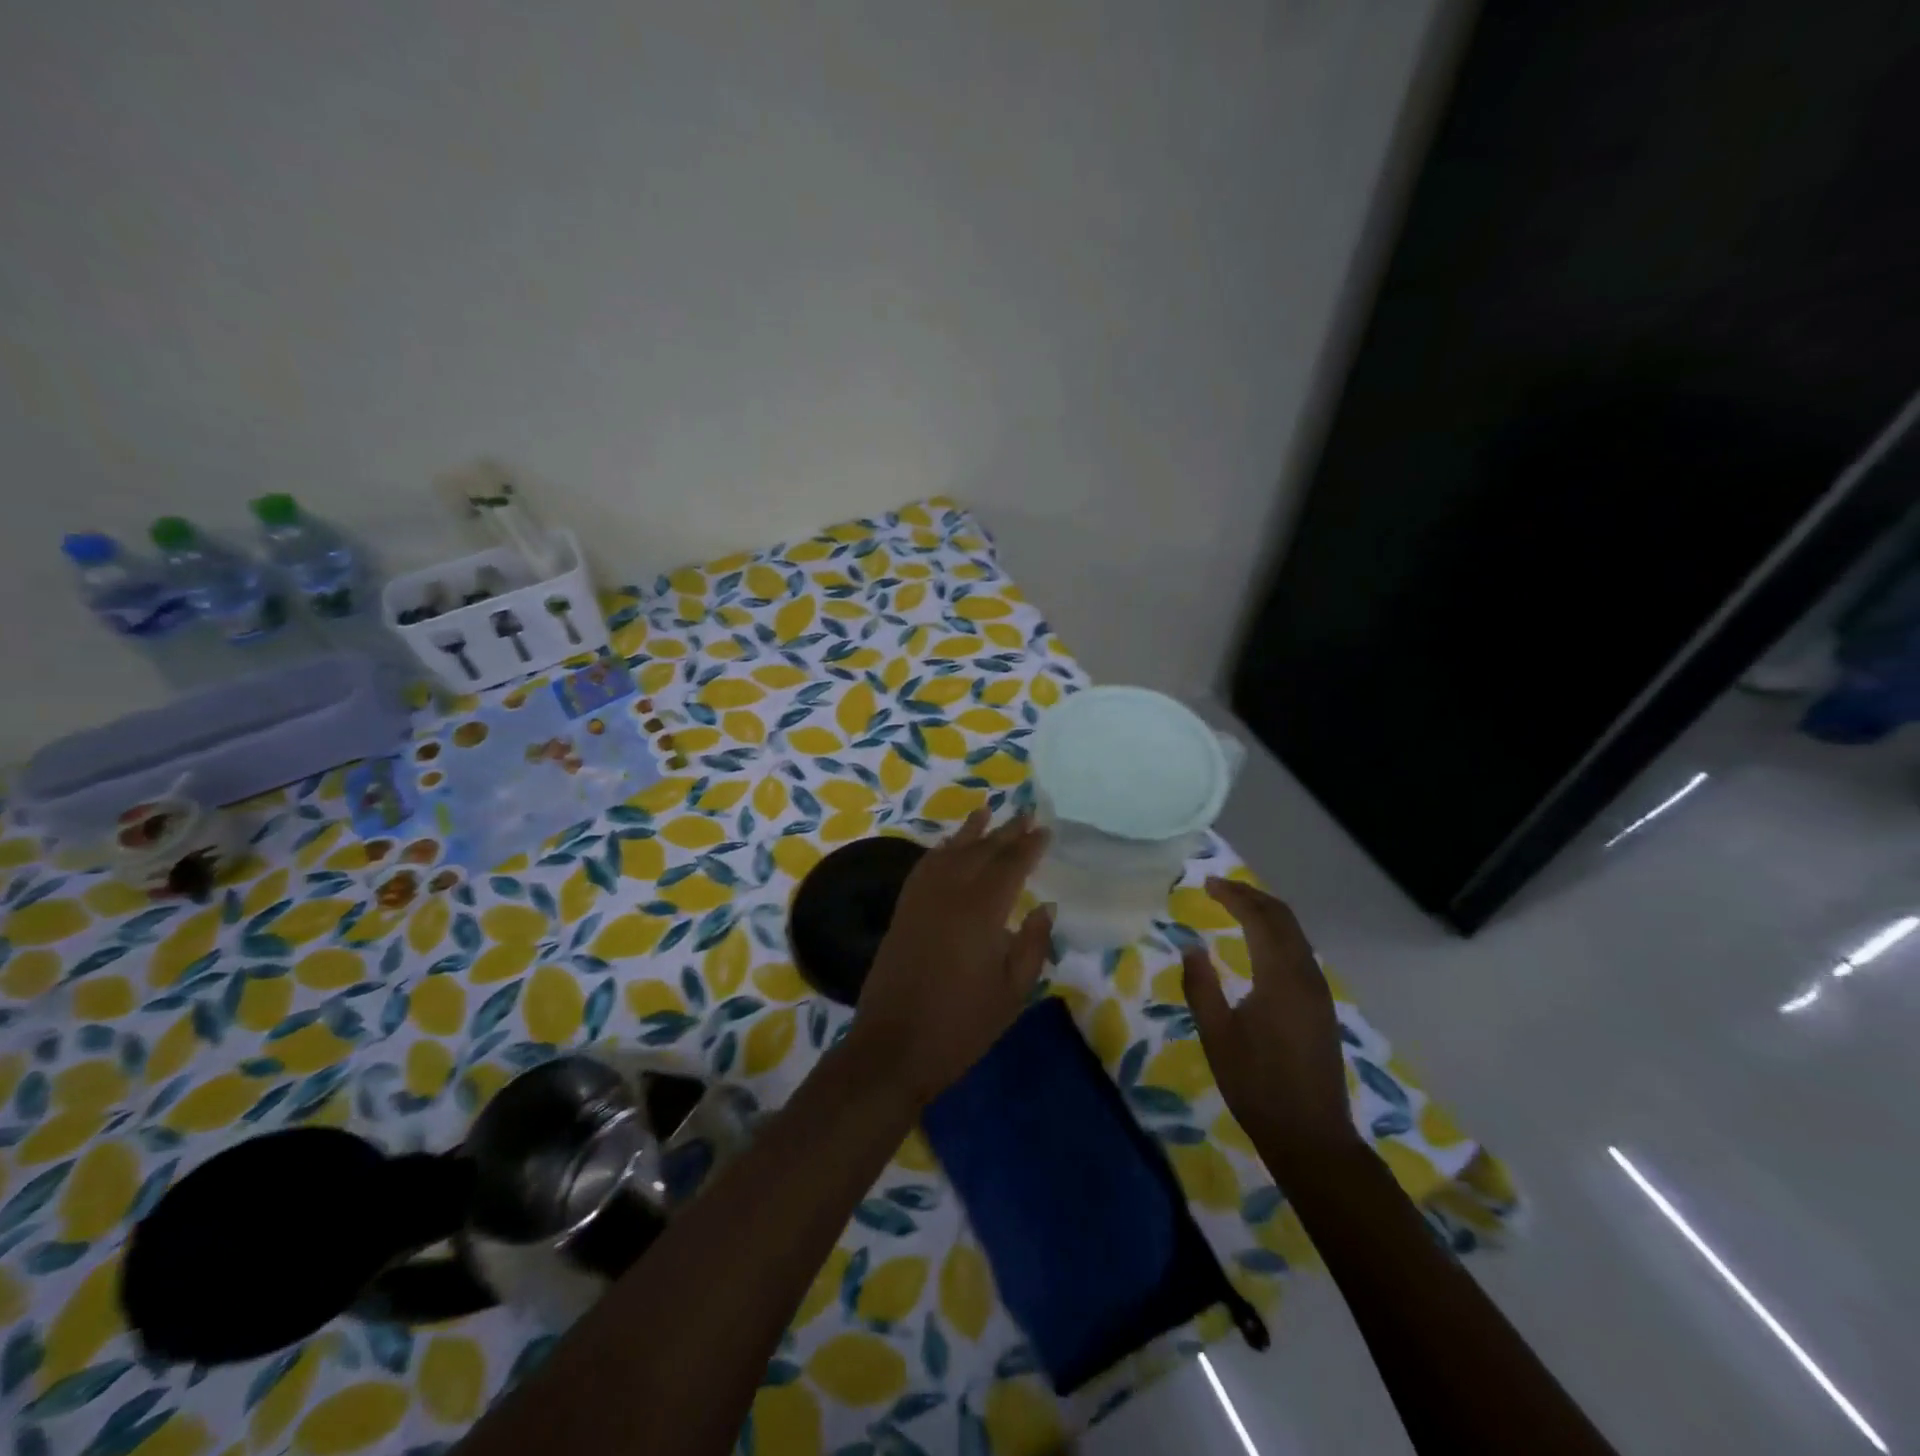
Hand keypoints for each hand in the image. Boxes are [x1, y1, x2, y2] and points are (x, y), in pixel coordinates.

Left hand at [849, 809, 1052, 1106]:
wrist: (893, 1047)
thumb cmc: (962, 1026)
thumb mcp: (1012, 992)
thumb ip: (1032, 945)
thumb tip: (1046, 907)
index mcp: (981, 910)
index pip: (1010, 865)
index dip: (1029, 846)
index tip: (1045, 830)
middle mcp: (949, 893)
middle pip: (980, 851)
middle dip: (1005, 832)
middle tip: (1025, 815)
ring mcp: (921, 900)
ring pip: (949, 852)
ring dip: (969, 832)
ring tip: (986, 812)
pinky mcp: (902, 911)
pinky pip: (924, 867)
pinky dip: (940, 851)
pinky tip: (948, 848)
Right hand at [1181, 877, 1358, 1173]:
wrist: (1311, 1136)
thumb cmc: (1256, 1086)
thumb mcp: (1217, 1036)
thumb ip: (1201, 987)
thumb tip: (1192, 947)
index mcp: (1280, 978)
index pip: (1260, 919)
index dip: (1235, 896)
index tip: (1208, 884)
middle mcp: (1306, 976)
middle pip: (1284, 919)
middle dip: (1253, 897)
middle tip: (1220, 889)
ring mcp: (1319, 991)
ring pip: (1296, 934)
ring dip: (1267, 913)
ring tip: (1236, 907)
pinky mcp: (1321, 1006)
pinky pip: (1300, 952)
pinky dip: (1278, 934)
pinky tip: (1260, 943)